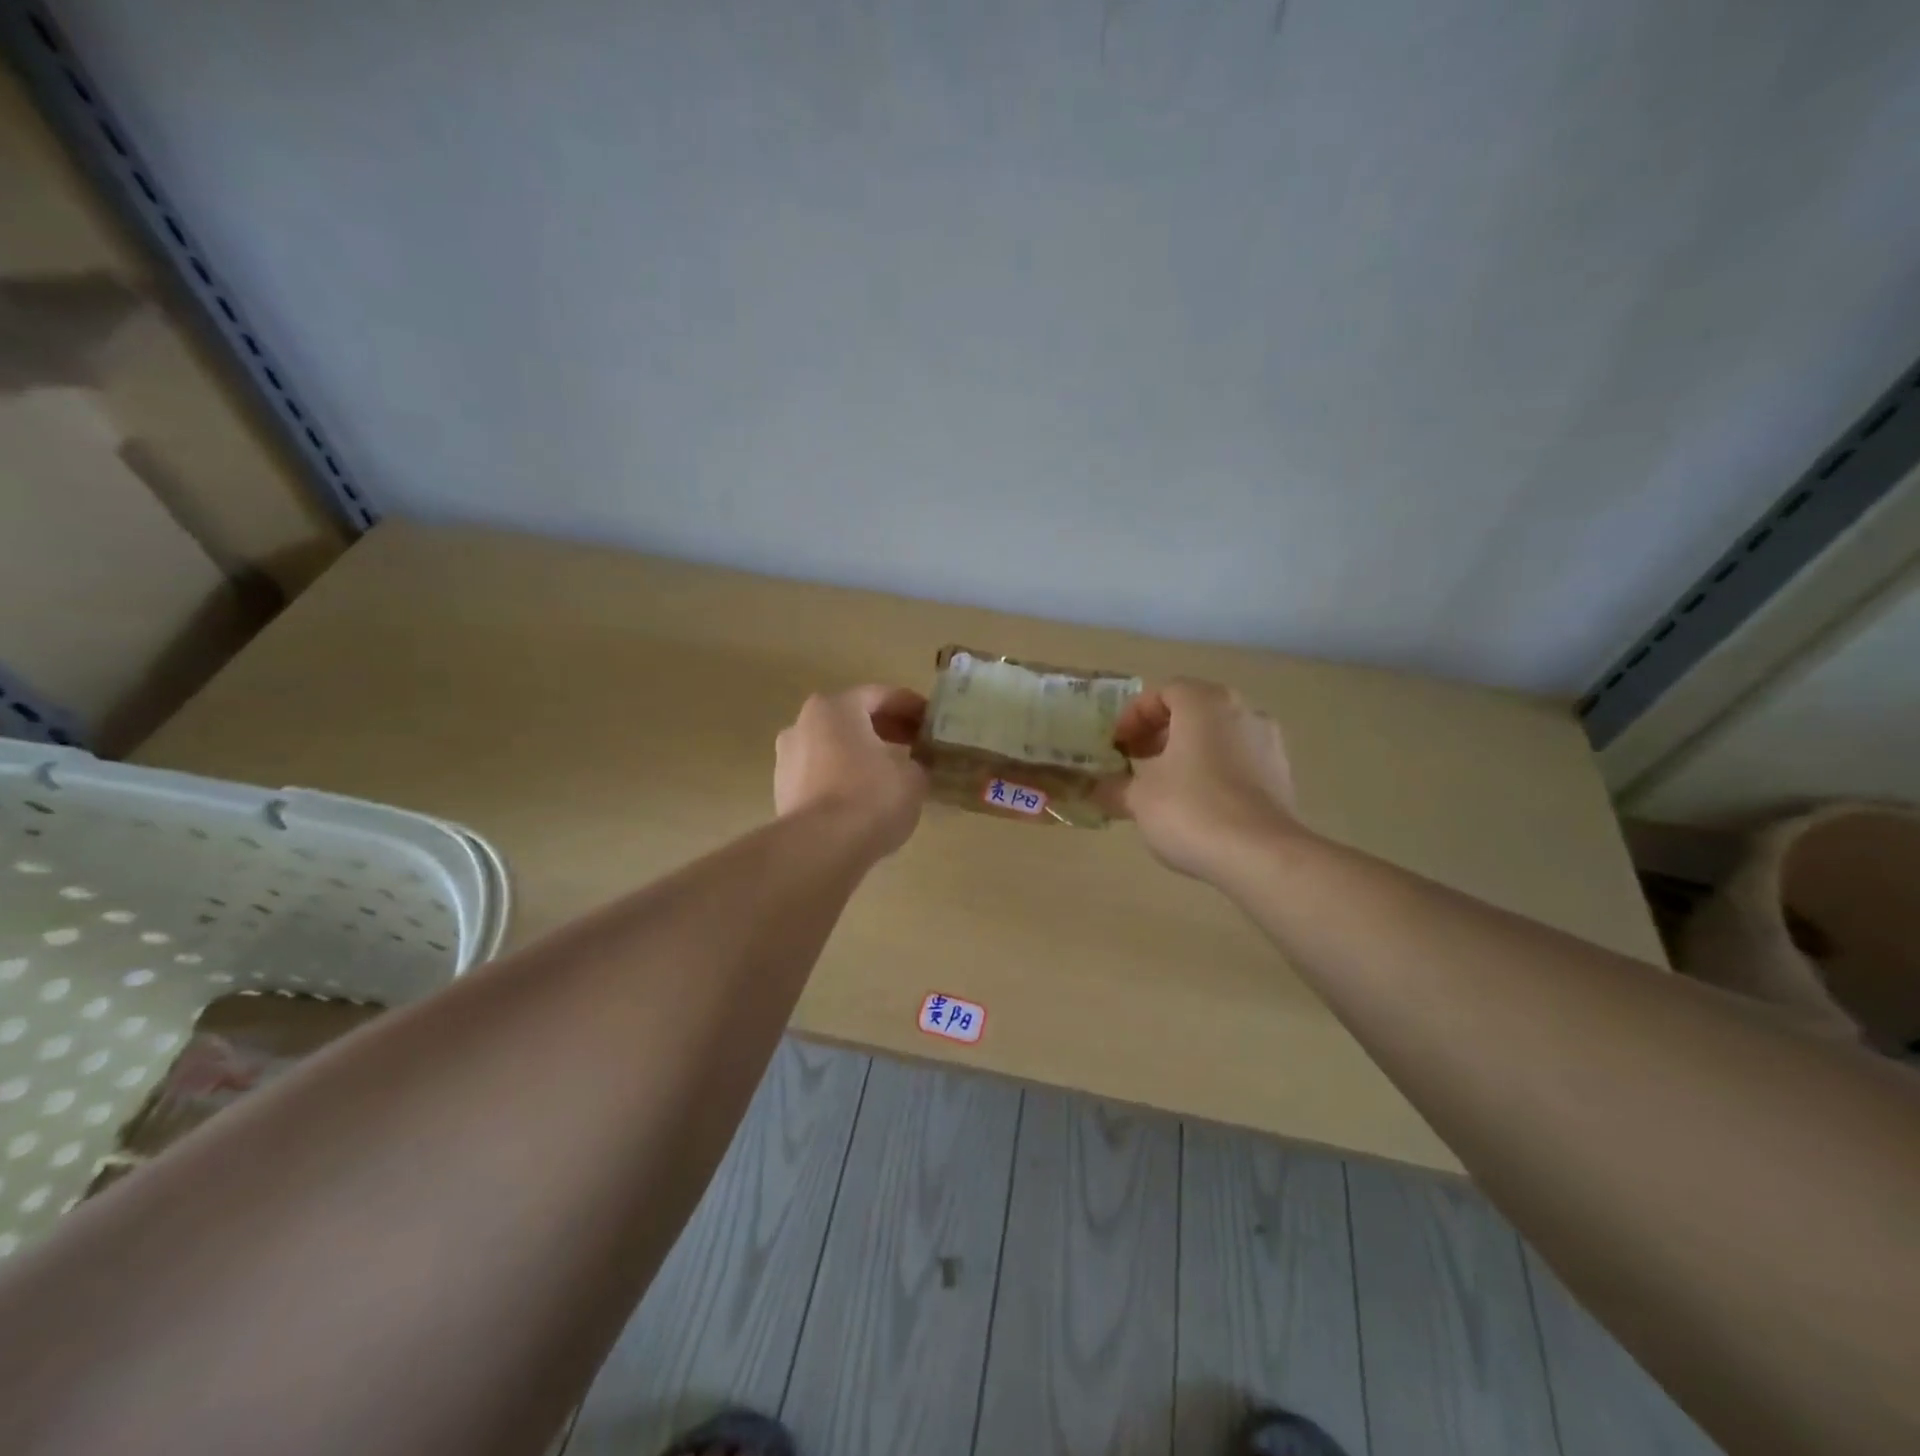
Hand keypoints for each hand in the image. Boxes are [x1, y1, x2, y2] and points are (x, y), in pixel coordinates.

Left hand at [774, 685, 930, 856]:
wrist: (821, 847)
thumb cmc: (871, 797)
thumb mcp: (913, 777)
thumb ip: (918, 762)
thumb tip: (916, 765)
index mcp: (835, 708)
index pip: (879, 696)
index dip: (911, 707)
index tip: (932, 721)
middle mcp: (803, 724)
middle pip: (852, 719)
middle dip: (886, 730)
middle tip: (916, 744)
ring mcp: (787, 758)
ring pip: (834, 747)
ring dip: (862, 754)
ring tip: (892, 772)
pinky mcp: (782, 791)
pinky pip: (822, 774)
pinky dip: (844, 777)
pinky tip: (866, 796)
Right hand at [1107, 678, 1300, 880]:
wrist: (1260, 855)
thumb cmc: (1191, 809)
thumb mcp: (1138, 798)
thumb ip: (1112, 787)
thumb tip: (1092, 787)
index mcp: (1205, 703)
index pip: (1163, 692)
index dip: (1134, 717)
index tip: (1117, 745)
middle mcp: (1242, 712)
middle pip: (1193, 712)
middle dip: (1160, 734)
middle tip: (1136, 761)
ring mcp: (1269, 743)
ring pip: (1218, 737)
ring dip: (1188, 753)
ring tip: (1164, 786)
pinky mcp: (1282, 776)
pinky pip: (1238, 762)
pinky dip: (1214, 773)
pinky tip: (1197, 806)